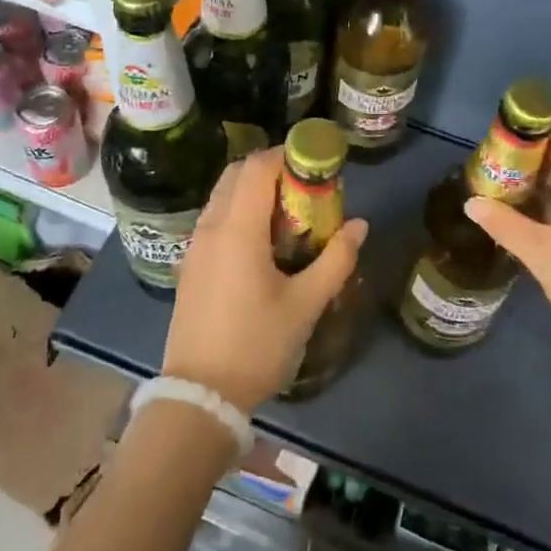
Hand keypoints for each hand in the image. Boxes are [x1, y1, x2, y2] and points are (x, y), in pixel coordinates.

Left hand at [163, 148, 368, 412]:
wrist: (199, 395)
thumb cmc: (256, 345)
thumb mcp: (306, 305)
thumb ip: (336, 260)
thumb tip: (359, 225)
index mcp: (237, 230)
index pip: (257, 167)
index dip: (286, 155)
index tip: (316, 164)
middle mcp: (211, 227)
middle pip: (236, 174)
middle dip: (271, 170)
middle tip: (305, 189)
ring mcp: (195, 245)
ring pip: (223, 195)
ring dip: (253, 191)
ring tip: (289, 216)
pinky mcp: (190, 264)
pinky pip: (215, 219)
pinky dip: (239, 212)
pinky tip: (263, 243)